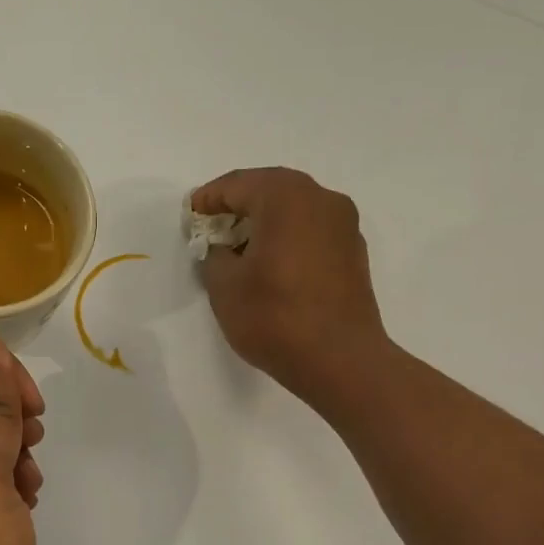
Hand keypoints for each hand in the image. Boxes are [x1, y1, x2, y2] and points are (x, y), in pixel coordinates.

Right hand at [192, 167, 390, 409]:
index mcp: (286, 198)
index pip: (238, 185)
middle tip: (212, 226)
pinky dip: (288, 238)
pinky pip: (312, 231)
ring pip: (295, 210)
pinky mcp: (353, 253)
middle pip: (270, 190)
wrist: (340, 360)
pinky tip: (271, 264)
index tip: (190, 215)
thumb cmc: (274, 317)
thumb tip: (222, 250)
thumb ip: (214, 256)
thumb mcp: (225, 286)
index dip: (209, 199)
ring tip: (239, 247)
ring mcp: (344, 226)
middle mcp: (321, 200)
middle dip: (238, 205)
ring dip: (265, 221)